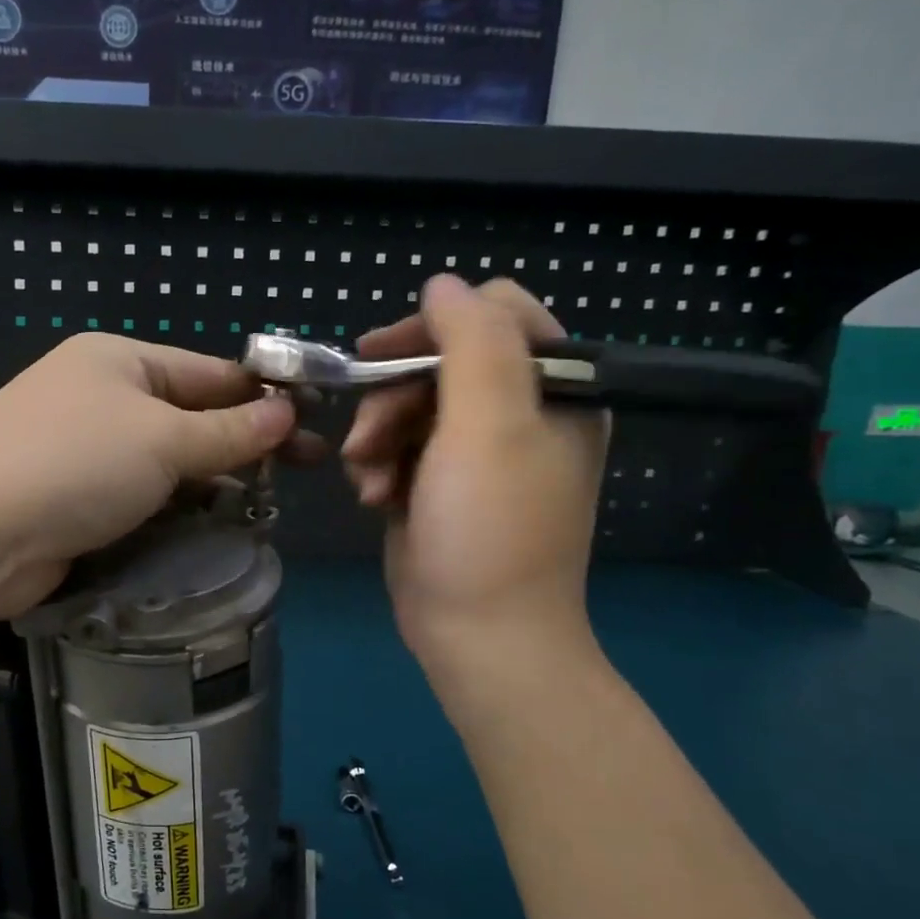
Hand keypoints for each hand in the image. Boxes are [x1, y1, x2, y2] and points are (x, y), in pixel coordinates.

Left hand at [0, 334, 299, 616]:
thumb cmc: (74, 464)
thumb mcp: (162, 439)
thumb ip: (229, 431)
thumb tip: (286, 413)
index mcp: (118, 360)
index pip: (209, 372)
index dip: (262, 396)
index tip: (312, 424)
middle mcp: (99, 395)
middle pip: (190, 414)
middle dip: (244, 441)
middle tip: (304, 470)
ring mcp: (83, 447)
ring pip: (166, 459)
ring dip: (212, 478)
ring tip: (267, 501)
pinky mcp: (74, 496)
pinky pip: (141, 493)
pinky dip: (176, 505)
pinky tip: (213, 522)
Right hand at [342, 276, 608, 685]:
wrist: (478, 635)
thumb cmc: (490, 529)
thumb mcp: (489, 426)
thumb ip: (471, 341)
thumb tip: (441, 283)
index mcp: (553, 389)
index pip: (494, 314)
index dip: (433, 325)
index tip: (382, 355)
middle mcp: (518, 412)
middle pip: (438, 361)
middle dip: (392, 396)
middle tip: (367, 437)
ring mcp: (475, 450)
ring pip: (408, 404)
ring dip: (377, 436)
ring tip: (368, 480)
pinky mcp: (438, 482)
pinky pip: (398, 445)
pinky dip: (378, 466)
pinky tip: (374, 498)